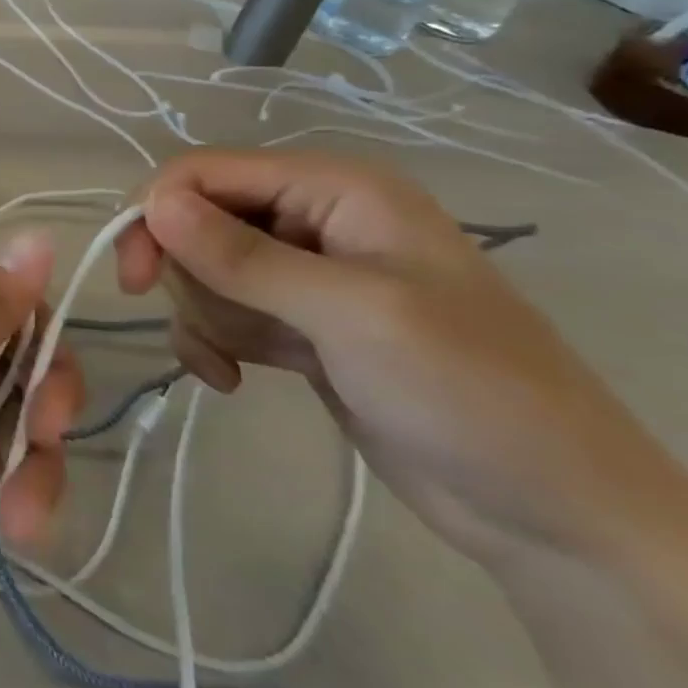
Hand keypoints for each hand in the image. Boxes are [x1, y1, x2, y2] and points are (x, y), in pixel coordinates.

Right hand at [114, 150, 677, 565]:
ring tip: (243, 362)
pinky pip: (220, 312)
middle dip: (192, 275)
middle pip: (196, 220)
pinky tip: (230, 379)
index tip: (134, 276)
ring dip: (206, 316)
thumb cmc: (467, 391)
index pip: (205, 172)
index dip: (158, 212)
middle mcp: (314, 218)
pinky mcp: (296, 324)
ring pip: (202, 270)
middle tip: (216, 329)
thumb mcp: (350, 314)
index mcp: (333, 188)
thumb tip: (152, 203)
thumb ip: (243, 257)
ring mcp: (304, 274)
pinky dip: (212, 341)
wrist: (553, 515)